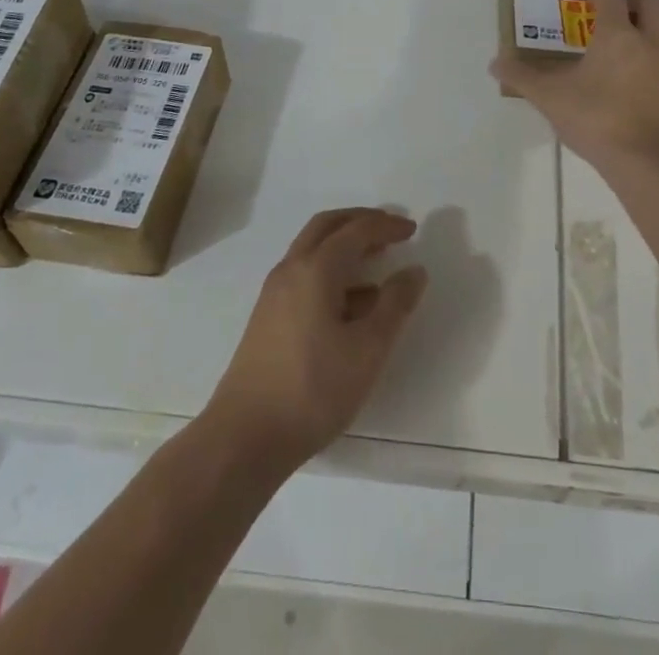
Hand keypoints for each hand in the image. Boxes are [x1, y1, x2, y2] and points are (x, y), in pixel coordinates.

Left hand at [204, 209, 427, 471]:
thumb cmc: (313, 389)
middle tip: (389, 230)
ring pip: (312, 250)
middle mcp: (291, 269)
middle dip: (360, 221)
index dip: (386, 225)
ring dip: (344, 245)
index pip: (356, 230)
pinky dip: (331, 271)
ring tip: (376, 263)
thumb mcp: (368, 350)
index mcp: (316, 268)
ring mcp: (275, 293)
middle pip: (327, 226)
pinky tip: (351, 304)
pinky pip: (304, 275)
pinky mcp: (268, 318)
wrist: (244, 437)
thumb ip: (395, 306)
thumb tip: (414, 271)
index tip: (412, 230)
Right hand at [491, 0, 658, 170]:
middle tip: (617, 11)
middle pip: (654, 5)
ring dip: (650, 32)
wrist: (650, 162)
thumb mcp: (550, 97)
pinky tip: (634, 85)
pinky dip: (654, 65)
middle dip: (636, 1)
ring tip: (625, 49)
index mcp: (617, 35)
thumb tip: (495, 63)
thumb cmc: (597, 118)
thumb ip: (522, 77)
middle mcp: (649, 43)